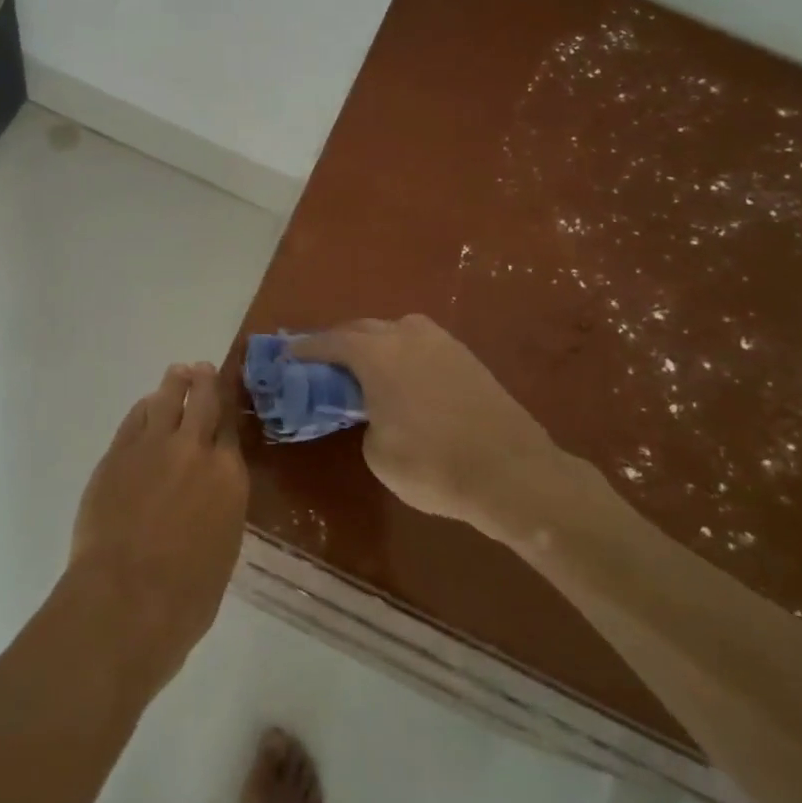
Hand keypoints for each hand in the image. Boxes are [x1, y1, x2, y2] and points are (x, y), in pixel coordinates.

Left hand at [65, 363, 249, 698]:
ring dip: (174, 384)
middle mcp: (195, 450)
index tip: (226, 397)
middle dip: (204, 382)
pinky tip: (146, 406)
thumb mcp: (221, 548)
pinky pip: (135, 419)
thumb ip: (218, 509)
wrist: (126, 599)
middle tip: (202, 369)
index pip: (231, 429)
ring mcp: (153, 447)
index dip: (228, 410)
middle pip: (203, 402)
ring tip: (178, 373)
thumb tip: (207, 496)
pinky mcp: (118, 454)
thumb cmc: (186, 596)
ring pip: (166, 400)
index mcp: (229, 477)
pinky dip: (144, 408)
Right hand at [293, 316, 574, 542]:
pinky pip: (421, 344)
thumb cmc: (433, 464)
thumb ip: (366, 420)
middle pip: (361, 328)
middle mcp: (406, 335)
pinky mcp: (467, 357)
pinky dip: (403, 354)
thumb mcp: (378, 452)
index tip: (288, 356)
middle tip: (324, 364)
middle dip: (339, 342)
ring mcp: (441, 342)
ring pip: (395, 331)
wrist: (513, 473)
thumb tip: (377, 413)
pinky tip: (404, 377)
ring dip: (374, 344)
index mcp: (376, 353)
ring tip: (365, 369)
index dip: (305, 349)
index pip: (329, 342)